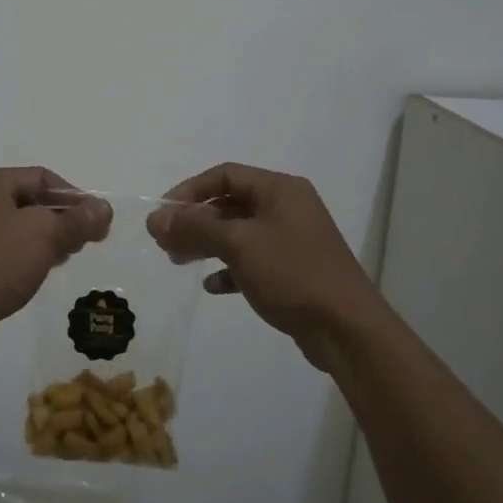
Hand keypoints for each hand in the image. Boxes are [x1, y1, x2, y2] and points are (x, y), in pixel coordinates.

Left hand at [0, 167, 111, 357]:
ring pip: (15, 226)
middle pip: (28, 200)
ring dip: (44, 239)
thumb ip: (76, 220)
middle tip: (86, 242)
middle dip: (60, 219)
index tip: (98, 222)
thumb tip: (104, 208)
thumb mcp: (43, 235)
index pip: (41, 177)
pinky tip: (38, 272)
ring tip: (66, 258)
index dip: (75, 197)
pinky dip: (22, 254)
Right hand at [147, 163, 379, 370]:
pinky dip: (229, 268)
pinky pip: (252, 260)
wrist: (346, 328)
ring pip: (239, 232)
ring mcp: (292, 239)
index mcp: (280, 189)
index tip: (163, 214)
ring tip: (178, 260)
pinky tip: (212, 285)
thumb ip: (195, 227)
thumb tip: (155, 218)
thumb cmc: (292, 273)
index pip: (225, 174)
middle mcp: (287, 207)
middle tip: (165, 242)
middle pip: (230, 203)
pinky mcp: (293, 270)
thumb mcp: (239, 245)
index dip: (190, 190)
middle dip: (195, 220)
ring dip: (207, 243)